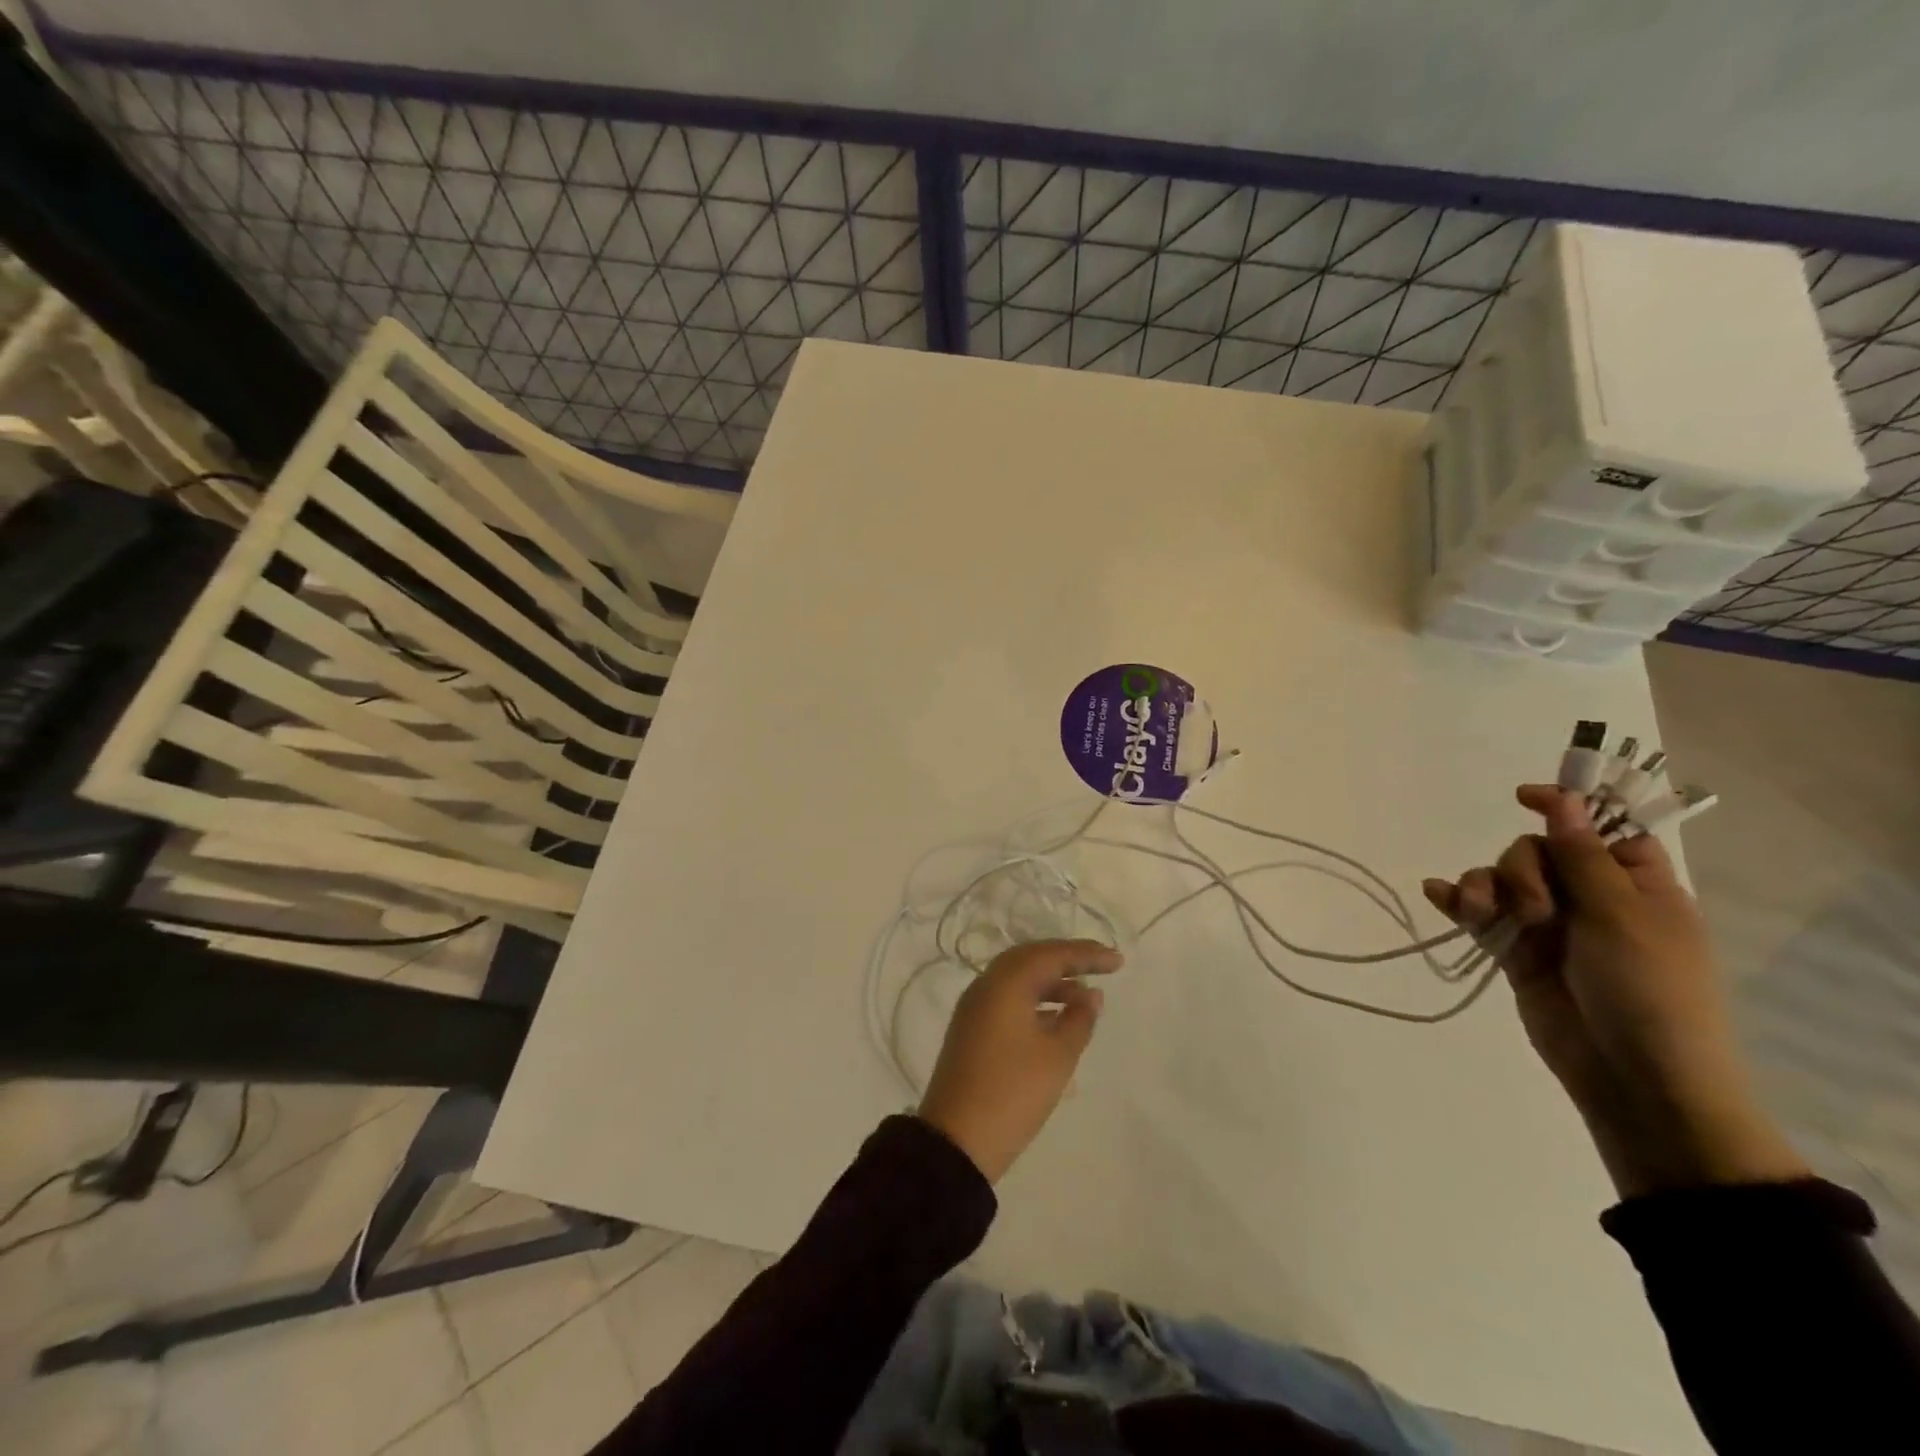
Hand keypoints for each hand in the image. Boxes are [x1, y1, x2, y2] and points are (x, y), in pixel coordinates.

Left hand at [917, 939, 1120, 1183]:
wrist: (956, 1140)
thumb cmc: (1013, 1092)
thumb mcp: (1057, 1056)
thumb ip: (1079, 1019)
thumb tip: (1091, 994)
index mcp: (1005, 982)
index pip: (1051, 954)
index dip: (1087, 954)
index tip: (1118, 961)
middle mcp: (986, 985)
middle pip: (1031, 959)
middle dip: (1067, 961)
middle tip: (1101, 968)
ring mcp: (975, 1007)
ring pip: (1018, 980)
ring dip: (1052, 983)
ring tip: (1086, 999)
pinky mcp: (971, 1029)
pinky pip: (1008, 999)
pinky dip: (1035, 1001)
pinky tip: (1057, 1020)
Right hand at [1423, 785, 1806, 1196]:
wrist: (1634, 1075)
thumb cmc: (1649, 989)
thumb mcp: (1621, 915)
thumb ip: (1583, 855)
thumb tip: (1564, 799)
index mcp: (1635, 884)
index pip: (1599, 827)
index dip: (1565, 807)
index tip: (1523, 797)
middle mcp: (1591, 898)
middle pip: (1537, 850)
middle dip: (1521, 869)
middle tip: (1536, 909)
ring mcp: (1549, 925)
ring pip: (1500, 879)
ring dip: (1484, 887)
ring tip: (1483, 915)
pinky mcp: (1515, 950)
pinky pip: (1479, 913)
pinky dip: (1457, 901)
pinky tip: (1437, 895)